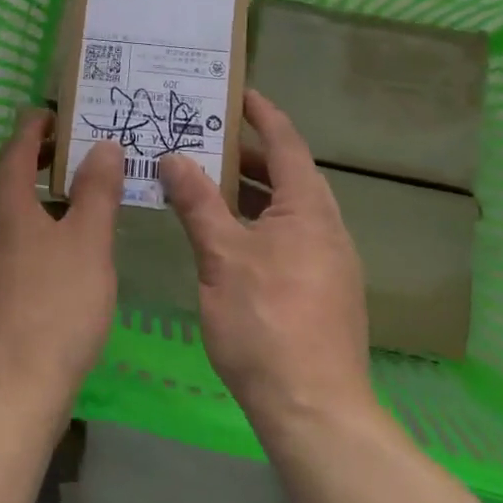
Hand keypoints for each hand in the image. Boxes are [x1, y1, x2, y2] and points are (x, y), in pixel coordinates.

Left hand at [0, 111, 123, 413]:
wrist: (7, 393)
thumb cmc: (55, 308)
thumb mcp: (89, 243)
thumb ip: (96, 190)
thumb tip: (102, 145)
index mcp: (4, 202)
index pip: (16, 145)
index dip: (36, 126)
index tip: (59, 116)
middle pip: (1, 175)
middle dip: (31, 156)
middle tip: (66, 152)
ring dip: (26, 192)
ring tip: (63, 197)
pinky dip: (21, 225)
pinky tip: (46, 250)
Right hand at [159, 90, 374, 436]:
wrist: (314, 411)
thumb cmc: (266, 322)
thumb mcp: (221, 256)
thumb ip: (197, 202)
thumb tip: (174, 157)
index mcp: (308, 209)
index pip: (286, 143)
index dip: (263, 114)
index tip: (238, 92)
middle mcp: (327, 228)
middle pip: (289, 175)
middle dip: (249, 154)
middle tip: (207, 139)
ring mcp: (329, 263)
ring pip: (288, 210)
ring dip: (252, 192)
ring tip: (209, 183)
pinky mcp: (323, 292)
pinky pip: (289, 237)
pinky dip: (259, 223)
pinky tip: (228, 239)